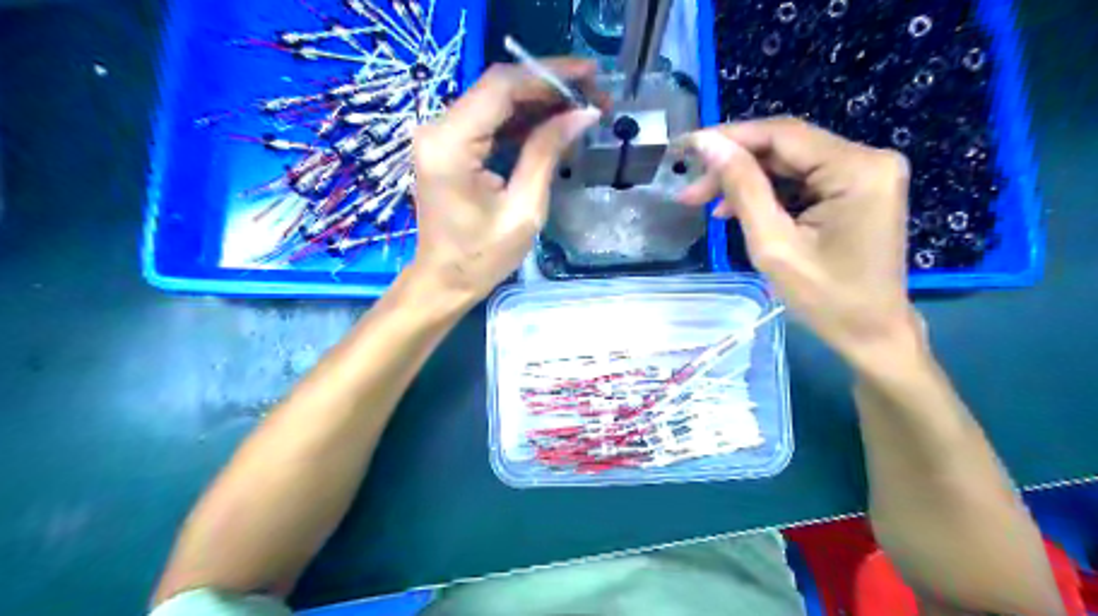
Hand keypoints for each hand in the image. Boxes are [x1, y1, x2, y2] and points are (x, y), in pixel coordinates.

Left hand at [409, 61, 598, 303]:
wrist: (445, 280)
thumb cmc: (483, 256)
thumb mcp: (524, 208)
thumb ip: (547, 152)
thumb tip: (583, 113)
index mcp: (451, 144)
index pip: (502, 86)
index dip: (549, 74)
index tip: (590, 75)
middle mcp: (438, 129)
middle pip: (498, 87)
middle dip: (548, 86)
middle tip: (594, 93)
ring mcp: (441, 136)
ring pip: (496, 101)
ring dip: (538, 101)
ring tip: (581, 107)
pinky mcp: (448, 146)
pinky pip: (489, 120)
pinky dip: (521, 119)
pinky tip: (553, 124)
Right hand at [683, 117, 919, 363]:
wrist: (871, 333)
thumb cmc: (825, 298)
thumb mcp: (774, 245)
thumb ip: (743, 188)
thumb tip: (709, 144)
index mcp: (856, 169)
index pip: (782, 135)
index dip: (730, 137)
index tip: (687, 148)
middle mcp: (868, 159)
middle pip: (786, 148)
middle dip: (735, 166)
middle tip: (691, 192)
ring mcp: (865, 174)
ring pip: (790, 164)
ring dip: (748, 181)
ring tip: (708, 205)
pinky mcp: (857, 189)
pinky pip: (803, 180)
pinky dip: (770, 194)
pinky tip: (740, 211)